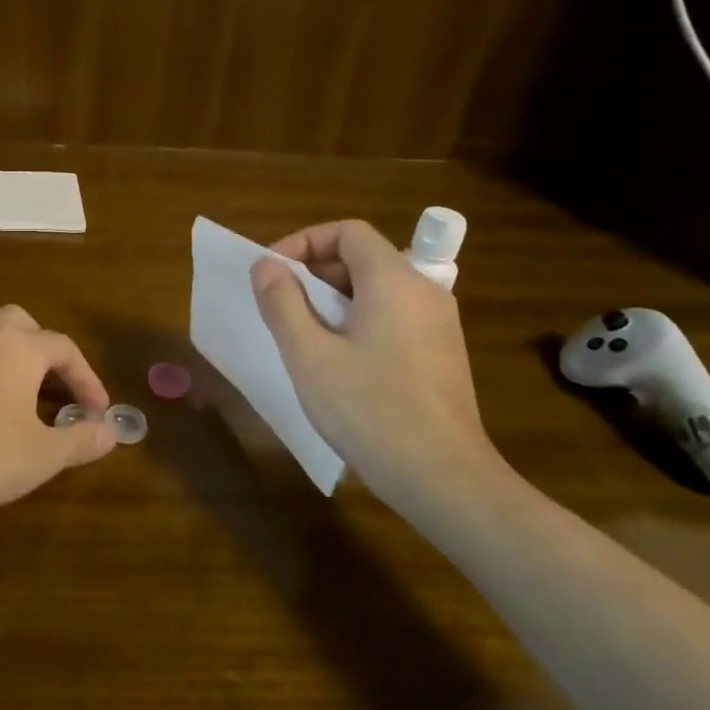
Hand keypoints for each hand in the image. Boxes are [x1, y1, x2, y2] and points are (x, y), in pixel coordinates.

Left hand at [0, 305, 118, 527]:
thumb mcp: (45, 455)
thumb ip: (82, 439)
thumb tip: (110, 431)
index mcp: (18, 348)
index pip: (64, 348)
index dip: (87, 378)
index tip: (97, 411)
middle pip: (20, 322)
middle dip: (43, 347)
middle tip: (54, 385)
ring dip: (5, 350)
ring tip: (15, 386)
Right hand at [251, 219, 508, 505]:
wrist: (443, 478)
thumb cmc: (369, 409)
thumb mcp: (309, 355)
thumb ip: (282, 302)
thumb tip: (266, 266)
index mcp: (394, 280)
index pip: (348, 231)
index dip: (304, 241)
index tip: (272, 273)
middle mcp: (423, 291)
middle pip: (363, 257)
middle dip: (315, 271)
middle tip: (279, 304)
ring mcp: (438, 324)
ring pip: (378, 288)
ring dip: (333, 298)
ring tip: (301, 333)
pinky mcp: (441, 353)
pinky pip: (393, 316)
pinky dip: (358, 319)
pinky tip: (338, 360)